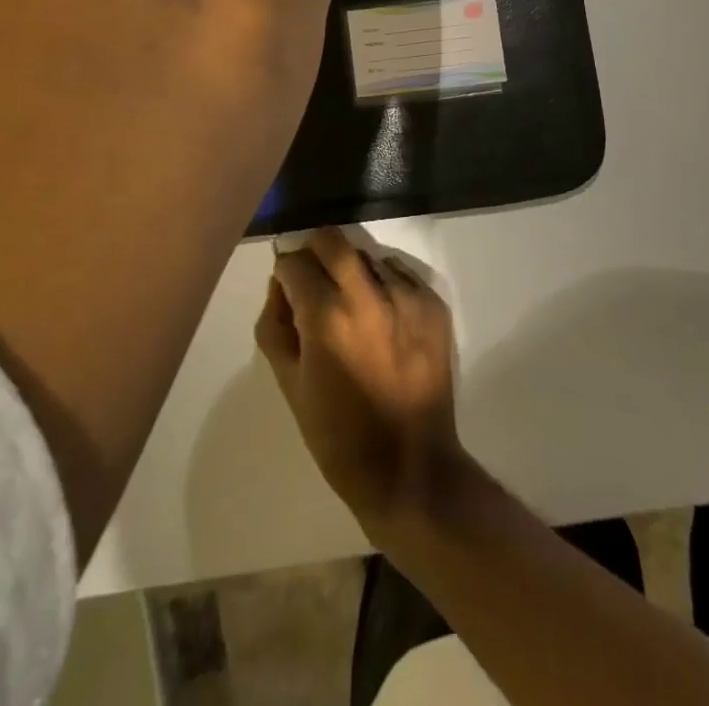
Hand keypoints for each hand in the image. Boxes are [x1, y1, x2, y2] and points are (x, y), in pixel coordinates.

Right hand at [256, 229, 466, 532]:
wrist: (410, 468)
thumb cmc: (339, 435)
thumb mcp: (289, 384)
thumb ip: (275, 325)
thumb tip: (279, 285)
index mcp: (326, 317)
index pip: (294, 263)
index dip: (285, 273)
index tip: (287, 288)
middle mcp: (367, 295)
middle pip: (332, 240)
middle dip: (314, 251)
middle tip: (313, 277)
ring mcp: (405, 296)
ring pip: (366, 254)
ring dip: (351, 269)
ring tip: (352, 304)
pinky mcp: (433, 304)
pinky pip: (399, 273)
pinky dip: (384, 283)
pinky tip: (382, 316)